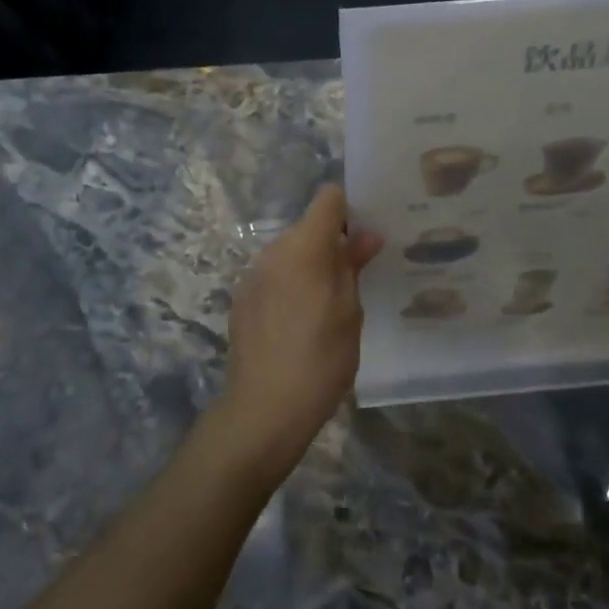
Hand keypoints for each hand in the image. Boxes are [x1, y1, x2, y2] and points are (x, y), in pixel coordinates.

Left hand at [214, 185, 383, 485]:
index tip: (367, 235)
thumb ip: (353, 266)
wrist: (264, 409)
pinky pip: (274, 276)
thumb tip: (365, 235)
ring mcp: (253, 275)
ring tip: (330, 304)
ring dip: (311, 265)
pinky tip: (301, 321)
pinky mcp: (242, 299)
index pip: (327, 199)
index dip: (349, 209)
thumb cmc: (320, 359)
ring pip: (290, 253)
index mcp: (304, 247)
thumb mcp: (350, 312)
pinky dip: (291, 285)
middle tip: (358, 275)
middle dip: (333, 242)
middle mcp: (273, 251)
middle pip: (308, 227)